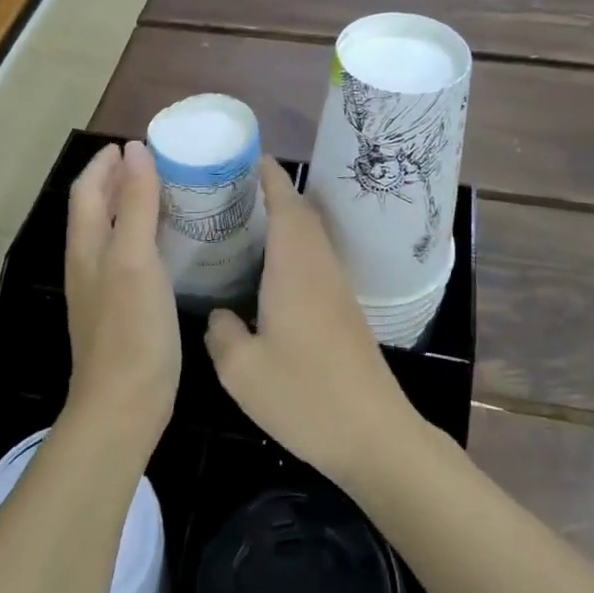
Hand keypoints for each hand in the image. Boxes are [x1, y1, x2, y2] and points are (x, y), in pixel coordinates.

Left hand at [64, 142, 179, 446]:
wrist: (125, 405)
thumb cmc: (131, 329)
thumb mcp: (135, 258)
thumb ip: (135, 203)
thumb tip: (134, 150)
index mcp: (87, 246)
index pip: (87, 189)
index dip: (106, 163)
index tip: (137, 143)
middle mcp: (89, 262)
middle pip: (98, 208)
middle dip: (120, 180)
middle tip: (160, 164)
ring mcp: (104, 288)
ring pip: (114, 233)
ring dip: (134, 207)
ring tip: (171, 193)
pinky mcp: (123, 309)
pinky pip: (131, 258)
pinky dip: (147, 237)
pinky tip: (174, 244)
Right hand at [205, 159, 419, 487]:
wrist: (373, 436)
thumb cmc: (305, 397)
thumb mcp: (242, 369)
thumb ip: (222, 333)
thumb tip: (220, 316)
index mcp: (296, 270)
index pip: (287, 206)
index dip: (271, 178)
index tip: (251, 156)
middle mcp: (320, 270)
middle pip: (303, 216)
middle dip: (275, 193)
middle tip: (235, 188)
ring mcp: (337, 292)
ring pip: (312, 239)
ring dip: (286, 220)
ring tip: (246, 221)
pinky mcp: (344, 314)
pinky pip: (315, 262)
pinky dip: (293, 249)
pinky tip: (269, 272)